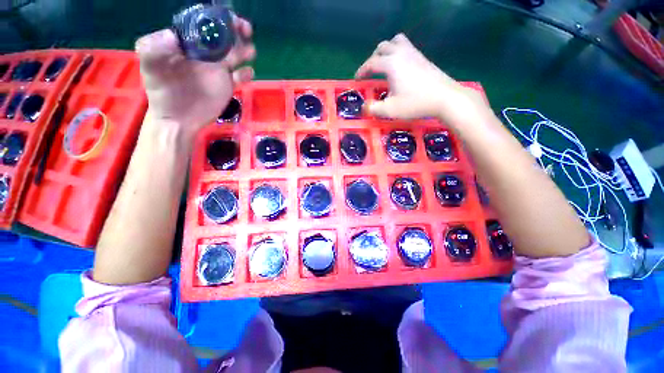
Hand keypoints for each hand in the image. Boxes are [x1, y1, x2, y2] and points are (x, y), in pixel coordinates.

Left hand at [135, 15, 255, 135]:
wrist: (178, 118)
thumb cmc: (162, 92)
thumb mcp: (151, 68)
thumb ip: (154, 49)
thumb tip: (174, 37)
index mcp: (188, 44)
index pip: (204, 25)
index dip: (216, 18)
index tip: (227, 17)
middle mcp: (205, 53)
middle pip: (224, 37)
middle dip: (236, 30)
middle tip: (245, 29)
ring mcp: (218, 70)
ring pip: (236, 55)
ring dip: (245, 50)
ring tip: (249, 51)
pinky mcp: (228, 85)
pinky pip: (241, 77)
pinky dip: (247, 74)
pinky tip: (247, 73)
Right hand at [356, 34, 487, 122]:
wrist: (444, 98)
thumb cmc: (415, 103)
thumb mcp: (390, 110)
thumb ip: (373, 109)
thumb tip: (364, 107)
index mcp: (391, 64)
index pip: (371, 63)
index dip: (361, 71)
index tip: (357, 79)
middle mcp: (401, 53)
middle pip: (382, 47)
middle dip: (373, 58)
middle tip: (370, 72)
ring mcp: (414, 53)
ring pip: (396, 42)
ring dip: (386, 51)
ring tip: (384, 64)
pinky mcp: (423, 58)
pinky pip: (406, 47)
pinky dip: (398, 53)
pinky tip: (400, 68)